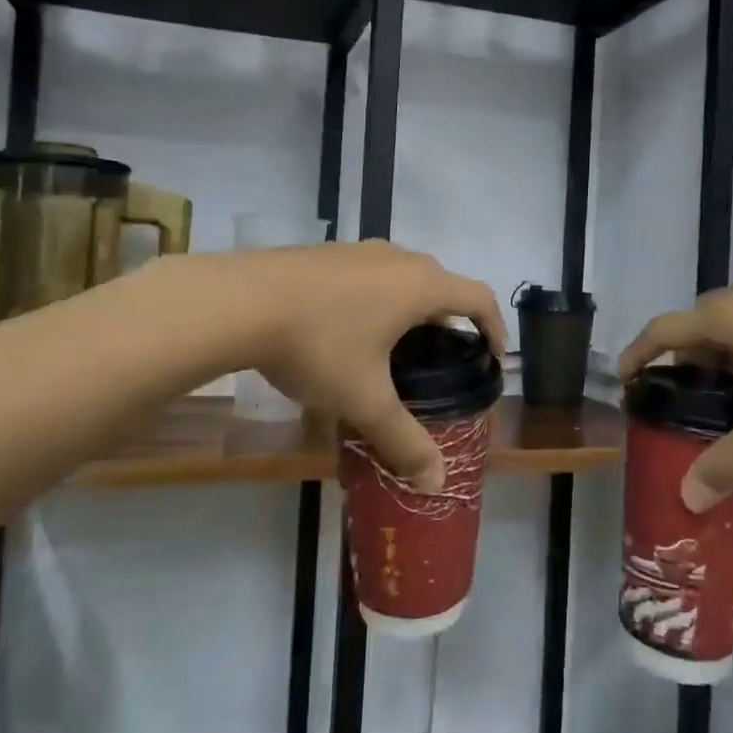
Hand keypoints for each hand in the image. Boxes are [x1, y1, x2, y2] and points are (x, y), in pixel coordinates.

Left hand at [229, 242, 504, 492]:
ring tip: (396, 347)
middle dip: (450, 320)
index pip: (479, 298)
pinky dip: (376, 300)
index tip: (493, 357)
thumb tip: (436, 482)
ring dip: (411, 308)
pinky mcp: (324, 254)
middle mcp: (396, 258)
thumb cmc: (318, 345)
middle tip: (443, 360)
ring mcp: (357, 251)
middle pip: (441, 284)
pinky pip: (368, 275)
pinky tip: (347, 331)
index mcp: (420, 286)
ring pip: (401, 277)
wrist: (237, 300)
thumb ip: (403, 441)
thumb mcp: (364, 399)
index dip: (495, 327)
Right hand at [619, 274, 732, 510]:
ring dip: (721, 349)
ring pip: (732, 317)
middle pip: (696, 323)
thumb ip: (732, 460)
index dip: (637, 354)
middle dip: (684, 359)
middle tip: (687, 397)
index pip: (662, 331)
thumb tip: (689, 497)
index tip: (626, 380)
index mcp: (725, 318)